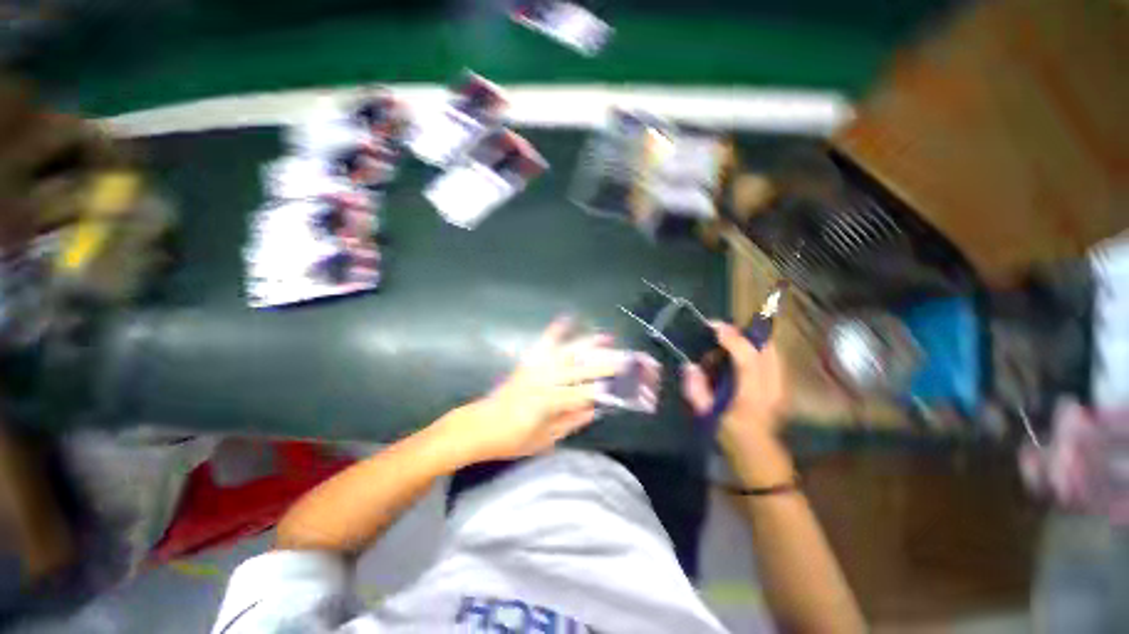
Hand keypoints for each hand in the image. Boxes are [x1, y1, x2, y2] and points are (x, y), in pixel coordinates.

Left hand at [442, 317, 617, 463]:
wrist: (478, 426)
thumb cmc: (510, 439)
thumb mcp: (543, 440)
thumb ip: (570, 421)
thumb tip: (595, 408)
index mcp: (547, 403)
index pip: (584, 394)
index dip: (607, 390)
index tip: (627, 386)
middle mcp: (543, 380)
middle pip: (580, 369)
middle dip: (606, 364)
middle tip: (627, 359)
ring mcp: (535, 368)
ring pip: (566, 352)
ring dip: (588, 343)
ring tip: (607, 337)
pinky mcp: (527, 363)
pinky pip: (543, 343)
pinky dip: (556, 330)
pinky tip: (567, 318)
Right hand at [680, 321, 785, 446]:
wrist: (761, 459)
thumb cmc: (732, 439)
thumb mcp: (707, 416)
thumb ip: (696, 389)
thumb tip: (689, 366)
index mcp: (753, 396)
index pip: (747, 358)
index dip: (731, 338)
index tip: (713, 326)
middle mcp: (774, 387)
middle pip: (767, 347)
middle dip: (743, 333)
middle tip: (720, 333)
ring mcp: (782, 387)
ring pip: (771, 351)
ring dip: (749, 342)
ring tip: (726, 348)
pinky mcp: (783, 387)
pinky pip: (771, 359)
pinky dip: (756, 351)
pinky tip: (739, 359)